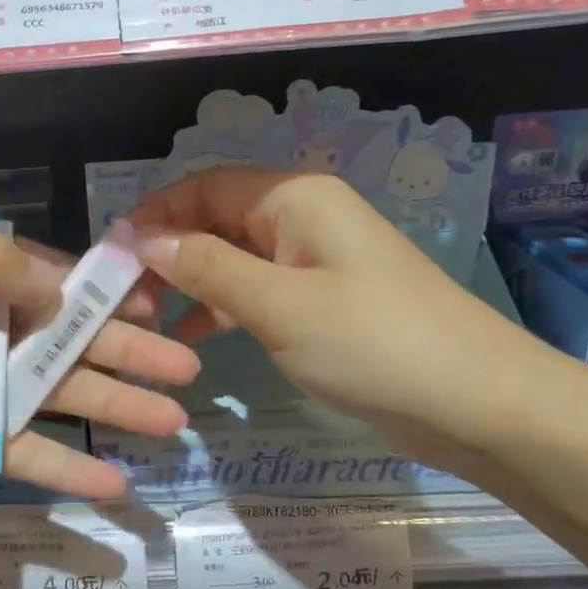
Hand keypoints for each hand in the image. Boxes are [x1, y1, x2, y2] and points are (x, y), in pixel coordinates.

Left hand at [0, 223, 198, 504]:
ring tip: (169, 427)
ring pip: (47, 395)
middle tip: (186, 374)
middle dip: (122, 355)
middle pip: (58, 338)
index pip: (43, 276)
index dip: (100, 295)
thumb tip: (60, 283)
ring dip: (108, 410)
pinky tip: (109, 485)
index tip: (155, 311)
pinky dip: (58, 466)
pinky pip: (12, 448)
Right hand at [129, 167, 564, 476]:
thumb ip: (205, 267)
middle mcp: (300, 217)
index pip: (203, 186)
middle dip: (167, 252)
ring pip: (231, 257)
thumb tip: (143, 238)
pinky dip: (221, 308)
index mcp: (293, 198)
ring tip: (145, 320)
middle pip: (215, 219)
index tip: (111, 256)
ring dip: (189, 282)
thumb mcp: (278, 304)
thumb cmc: (373, 342)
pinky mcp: (320, 300)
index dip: (154, 214)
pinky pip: (255, 290)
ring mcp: (312, 260)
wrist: (476, 402)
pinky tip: (190, 340)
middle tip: (123, 298)